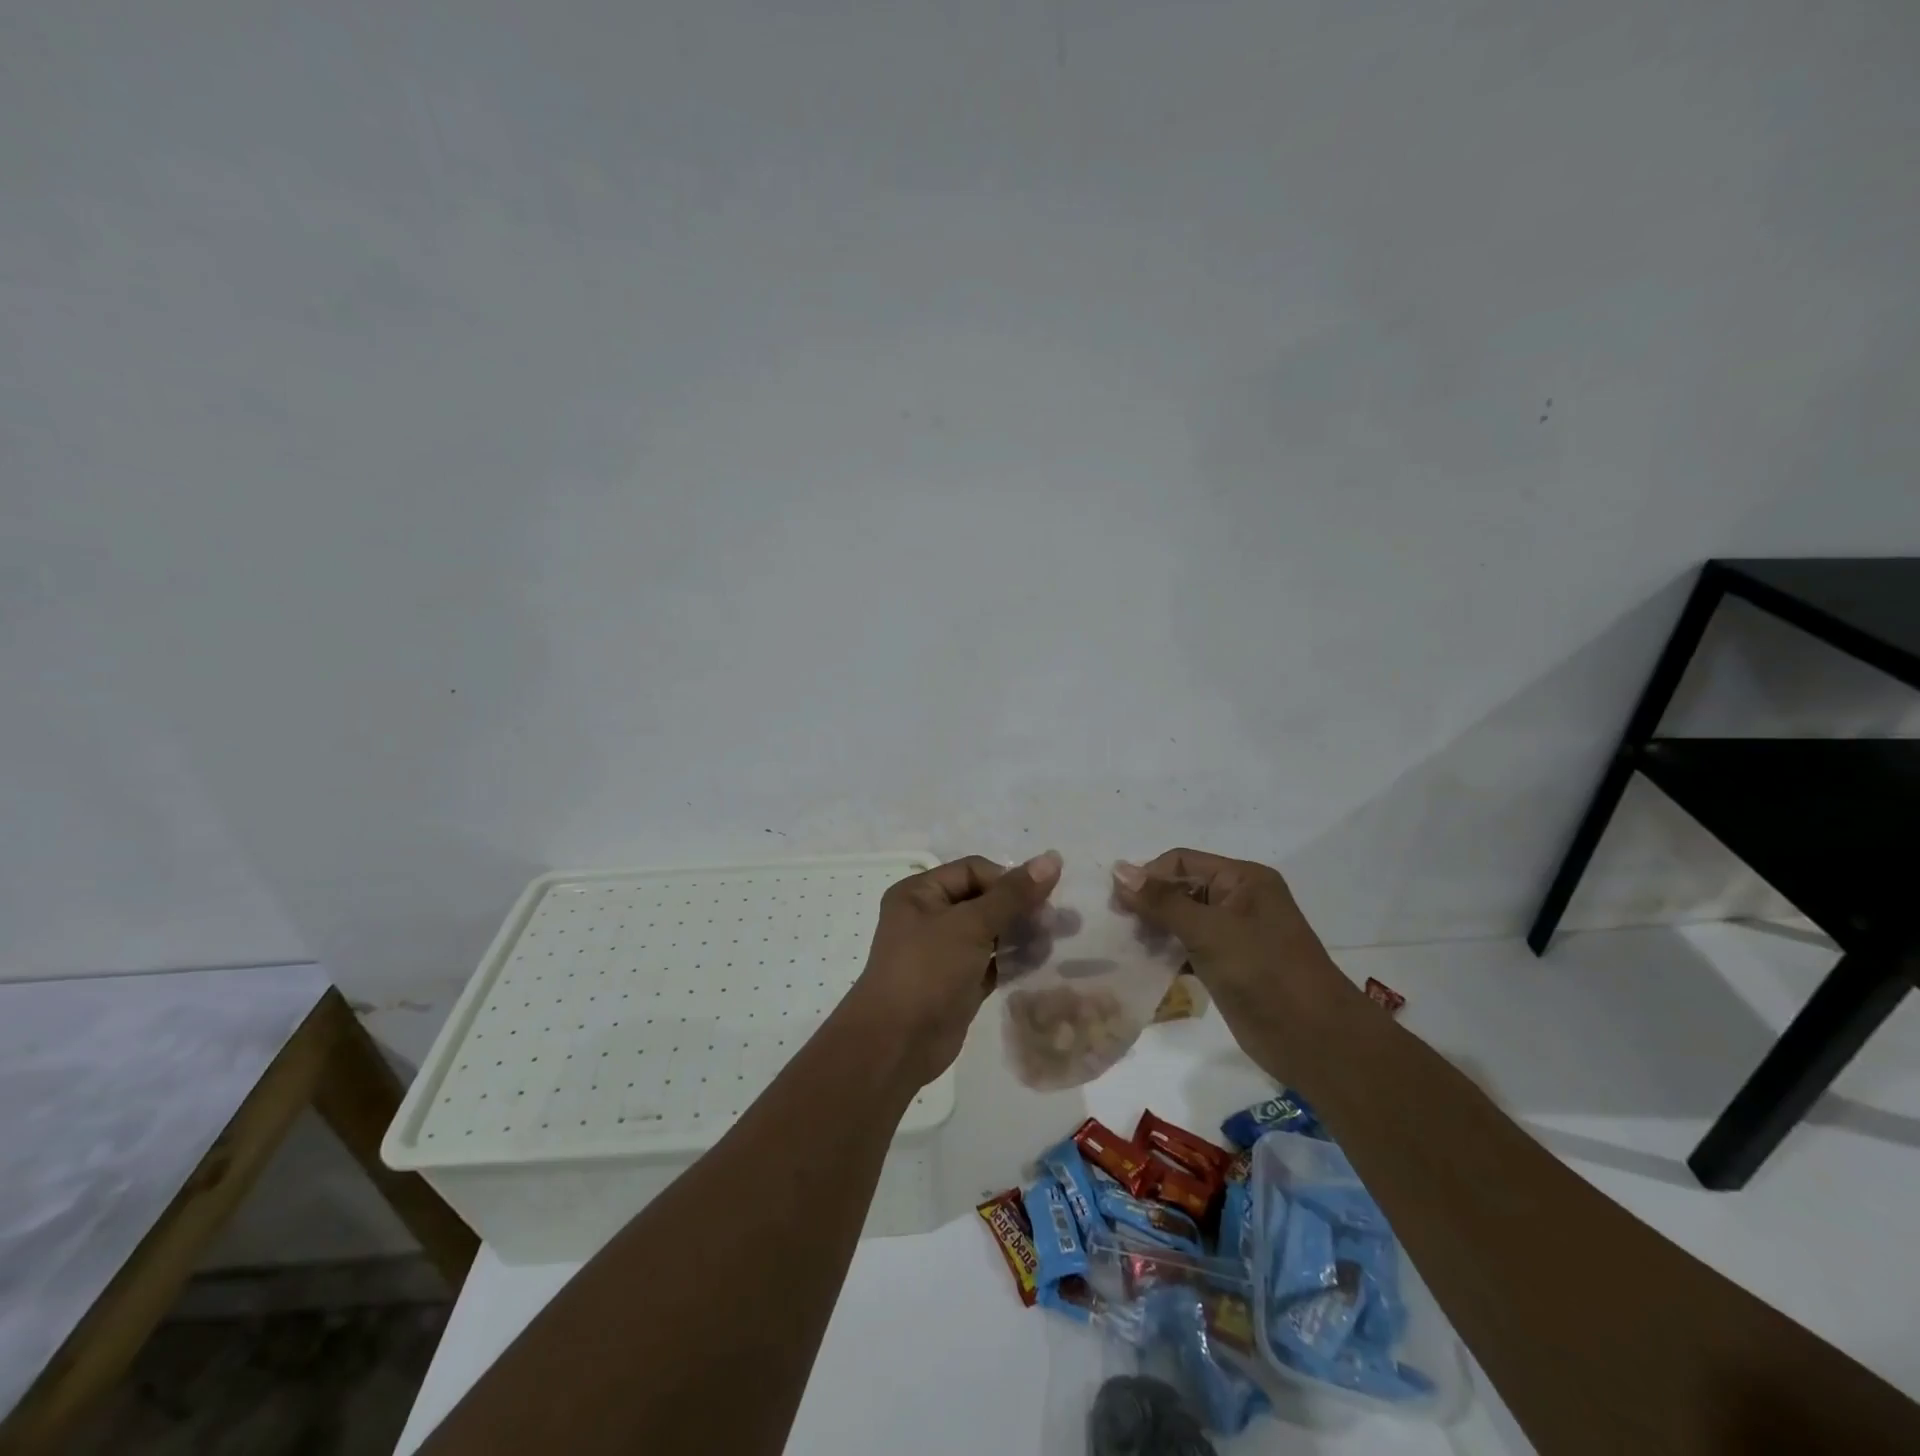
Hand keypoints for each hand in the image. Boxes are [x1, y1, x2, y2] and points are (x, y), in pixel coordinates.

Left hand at [845, 851, 1061, 1087]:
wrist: (897, 1044)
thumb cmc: (928, 970)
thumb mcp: (970, 925)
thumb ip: (1013, 894)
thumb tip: (1052, 859)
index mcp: (920, 892)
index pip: (973, 871)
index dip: (1008, 880)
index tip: (1040, 900)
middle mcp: (930, 917)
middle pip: (985, 900)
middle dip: (1021, 908)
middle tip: (1058, 921)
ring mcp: (944, 952)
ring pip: (991, 932)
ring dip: (1022, 934)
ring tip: (1053, 942)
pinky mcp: (958, 983)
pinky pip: (991, 962)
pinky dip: (1014, 960)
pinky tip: (1041, 962)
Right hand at [1112, 849, 1358, 1052]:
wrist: (1314, 1040)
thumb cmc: (1264, 972)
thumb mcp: (1209, 930)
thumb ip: (1161, 901)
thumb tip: (1117, 870)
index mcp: (1242, 879)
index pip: (1181, 861)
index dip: (1148, 877)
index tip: (1118, 904)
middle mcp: (1238, 900)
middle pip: (1180, 889)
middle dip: (1149, 905)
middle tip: (1120, 928)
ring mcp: (1234, 935)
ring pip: (1181, 921)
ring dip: (1155, 931)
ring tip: (1129, 948)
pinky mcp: (1227, 966)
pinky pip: (1188, 949)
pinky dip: (1167, 954)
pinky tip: (1145, 967)